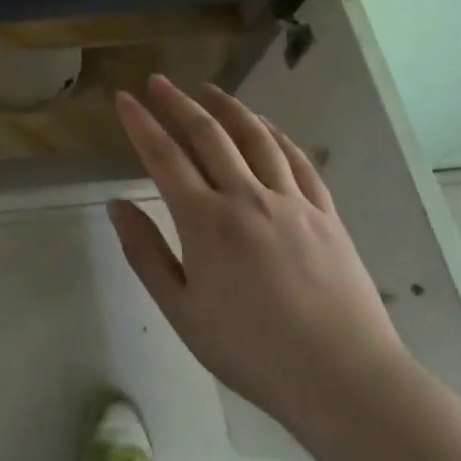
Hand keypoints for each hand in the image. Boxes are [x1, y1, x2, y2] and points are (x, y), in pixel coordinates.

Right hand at [109, 75, 405, 434]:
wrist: (344, 379)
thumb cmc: (251, 351)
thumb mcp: (181, 311)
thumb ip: (145, 253)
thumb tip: (117, 205)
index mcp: (206, 221)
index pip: (163, 157)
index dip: (140, 123)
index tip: (123, 98)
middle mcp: (247, 197)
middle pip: (208, 134)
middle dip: (178, 103)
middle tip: (158, 82)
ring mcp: (291, 202)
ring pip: (255, 138)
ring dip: (228, 107)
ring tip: (208, 90)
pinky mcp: (325, 214)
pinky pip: (297, 160)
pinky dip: (275, 135)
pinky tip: (265, 126)